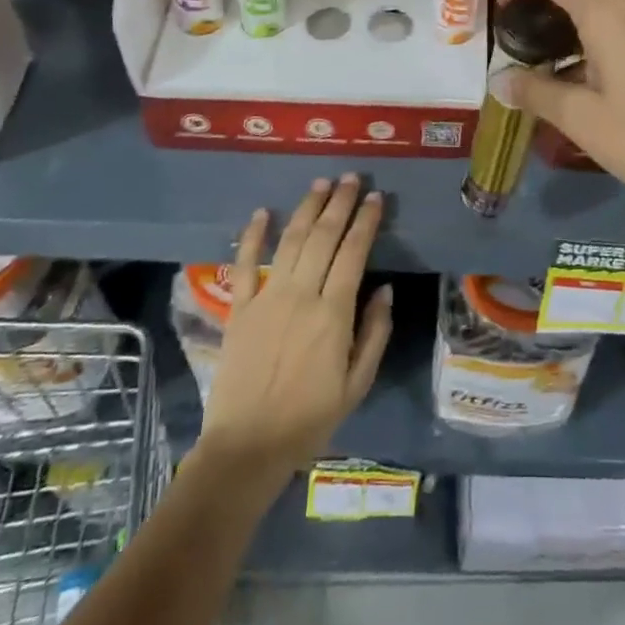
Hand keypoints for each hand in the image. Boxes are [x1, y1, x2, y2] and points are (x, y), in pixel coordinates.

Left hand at [195, 174, 393, 484]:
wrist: (247, 446)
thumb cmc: (310, 418)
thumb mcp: (357, 384)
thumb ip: (374, 333)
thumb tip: (385, 290)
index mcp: (333, 313)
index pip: (353, 253)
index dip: (365, 222)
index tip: (375, 198)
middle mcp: (301, 295)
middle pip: (323, 237)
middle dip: (339, 203)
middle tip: (351, 178)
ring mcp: (267, 298)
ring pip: (291, 241)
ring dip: (307, 209)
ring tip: (320, 184)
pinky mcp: (239, 309)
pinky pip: (245, 265)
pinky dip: (253, 236)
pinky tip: (263, 212)